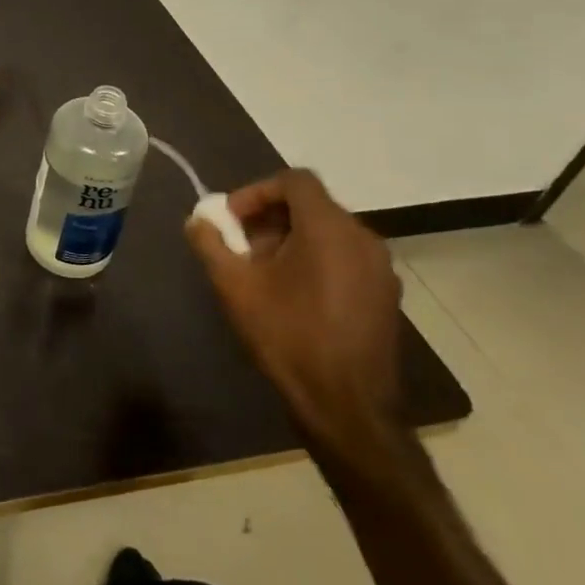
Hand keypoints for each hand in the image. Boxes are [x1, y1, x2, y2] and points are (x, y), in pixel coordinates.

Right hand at [185, 168, 402, 460]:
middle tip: (240, 246)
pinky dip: (315, 260)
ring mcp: (381, 269)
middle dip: (269, 218)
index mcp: (329, 228)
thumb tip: (198, 220)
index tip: (231, 219)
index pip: (294, 180)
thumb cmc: (287, 334)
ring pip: (329, 232)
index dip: (256, 191)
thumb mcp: (234, 285)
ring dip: (291, 240)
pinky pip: (345, 257)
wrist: (345, 404)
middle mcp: (363, 239)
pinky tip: (293, 295)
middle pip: (311, 206)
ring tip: (262, 272)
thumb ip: (210, 243)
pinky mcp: (386, 295)